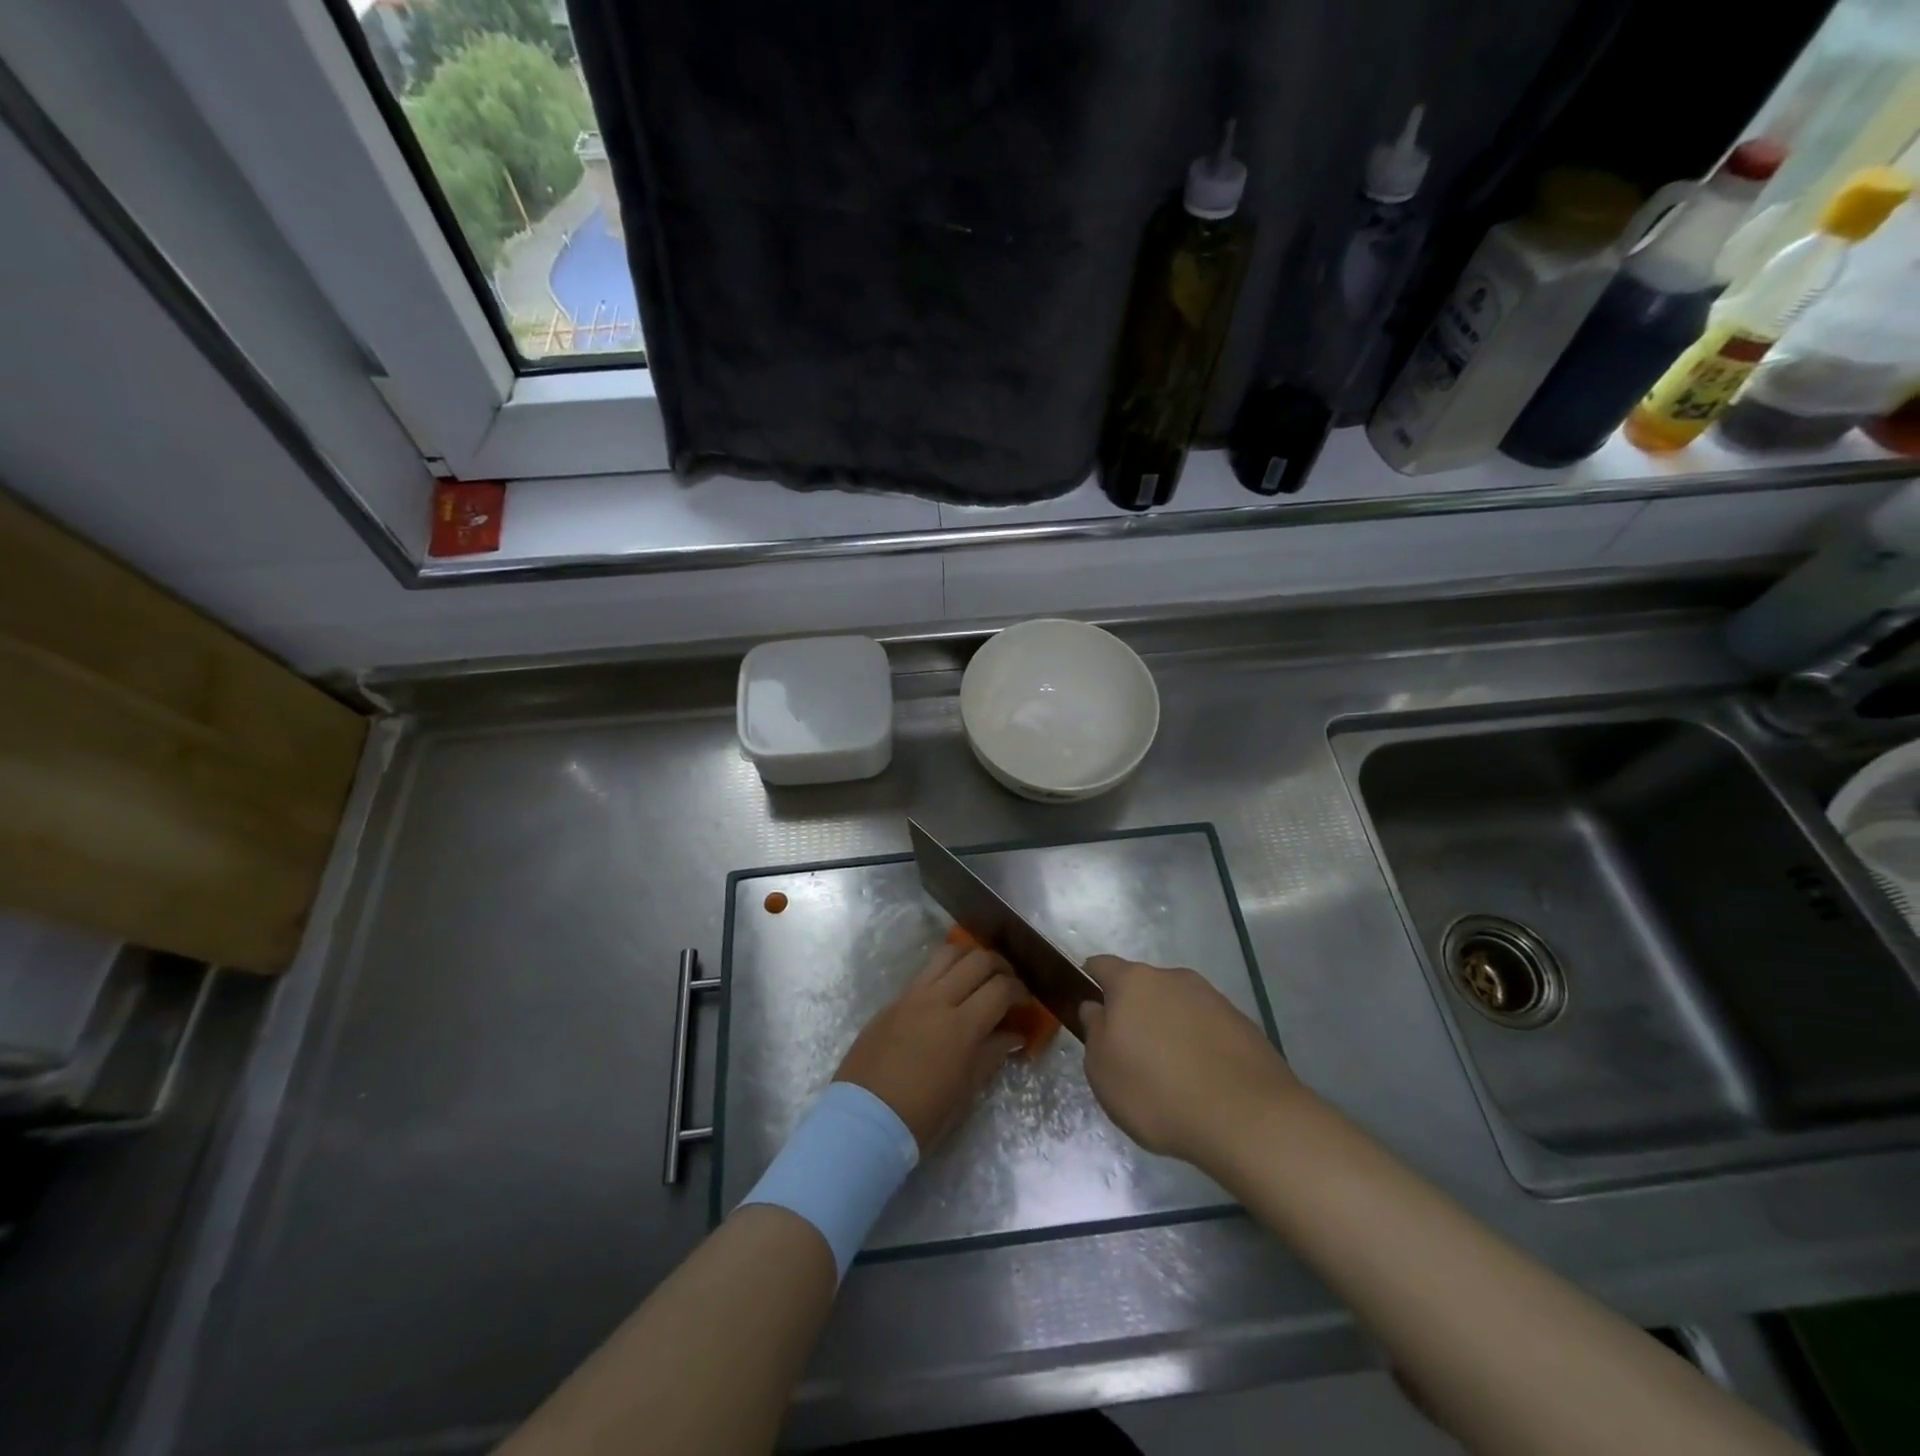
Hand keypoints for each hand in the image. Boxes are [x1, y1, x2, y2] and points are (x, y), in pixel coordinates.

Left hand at [835, 944, 1024, 1150]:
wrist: (864, 1120)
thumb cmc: (922, 1115)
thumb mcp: (966, 1089)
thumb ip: (992, 1053)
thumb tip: (1014, 1035)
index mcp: (961, 1026)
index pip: (1000, 989)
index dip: (1019, 990)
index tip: (1025, 1002)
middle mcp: (937, 1000)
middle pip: (977, 960)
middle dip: (1000, 966)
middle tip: (1007, 983)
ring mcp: (911, 996)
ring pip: (947, 954)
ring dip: (970, 958)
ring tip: (979, 975)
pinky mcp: (893, 1000)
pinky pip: (924, 972)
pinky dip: (945, 971)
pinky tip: (949, 989)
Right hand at [1081, 955, 1304, 1166]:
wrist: (1248, 1118)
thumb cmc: (1158, 1092)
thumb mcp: (1103, 1071)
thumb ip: (1093, 1032)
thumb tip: (1097, 1009)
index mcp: (1133, 982)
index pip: (1101, 965)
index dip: (1090, 984)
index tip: (1090, 1013)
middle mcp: (1172, 978)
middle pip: (1142, 987)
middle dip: (1133, 1012)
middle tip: (1131, 1054)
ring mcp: (1212, 998)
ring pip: (1177, 1006)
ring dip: (1168, 1028)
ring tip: (1171, 1074)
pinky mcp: (1242, 1023)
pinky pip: (1207, 1027)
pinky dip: (1199, 1045)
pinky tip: (1203, 1082)